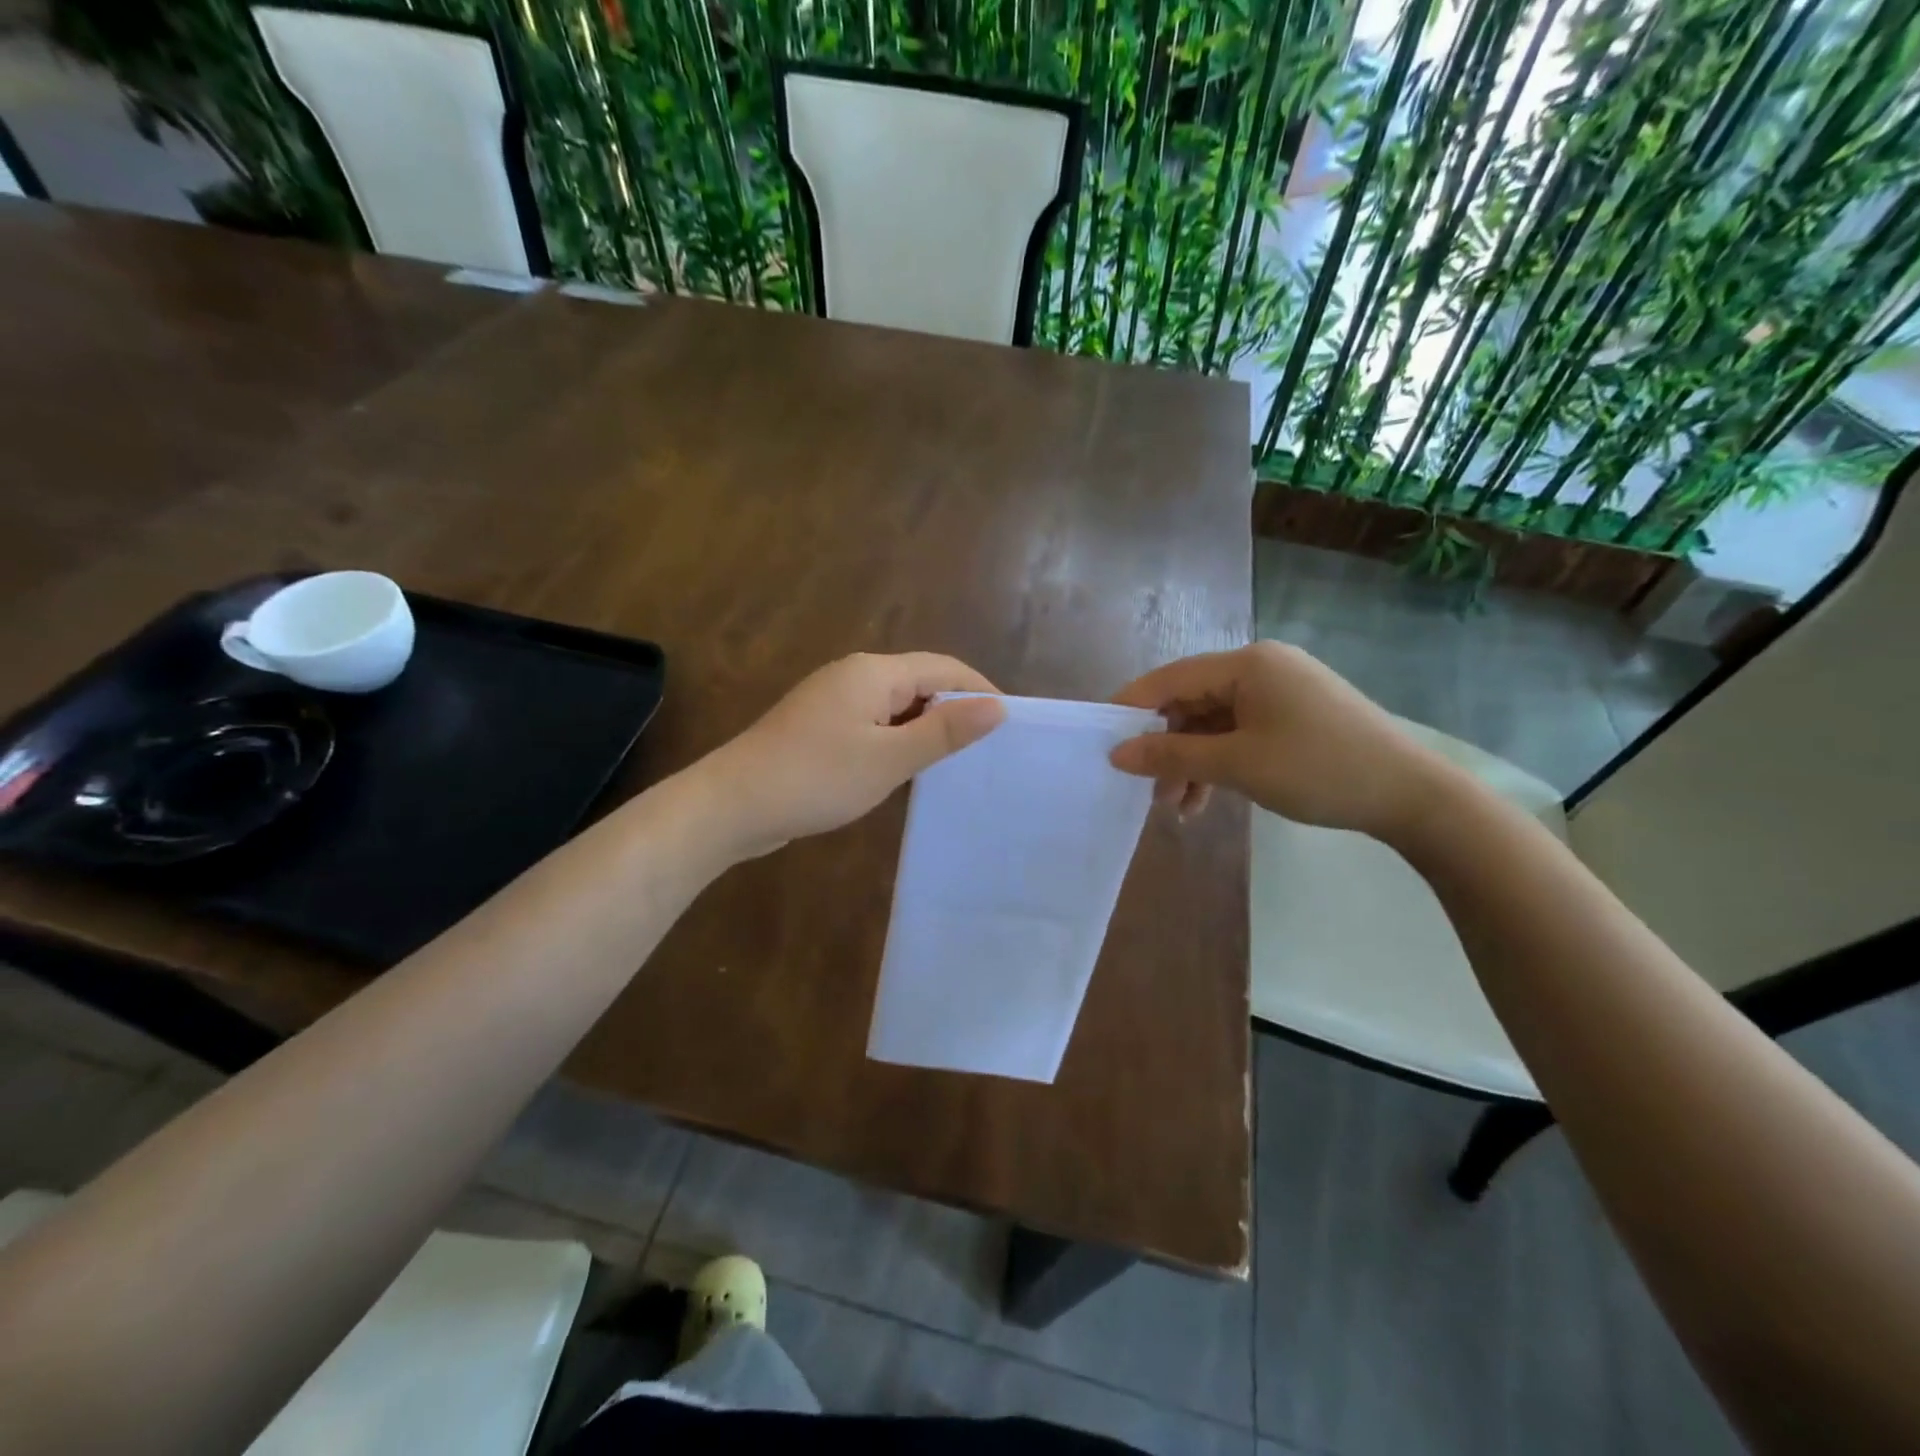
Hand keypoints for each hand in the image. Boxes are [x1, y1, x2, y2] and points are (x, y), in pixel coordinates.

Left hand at [698, 652, 1005, 858]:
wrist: (732, 805)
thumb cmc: (816, 778)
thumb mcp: (890, 758)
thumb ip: (945, 730)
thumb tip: (997, 706)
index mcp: (874, 672)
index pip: (944, 667)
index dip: (980, 690)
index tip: (1010, 724)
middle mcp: (854, 675)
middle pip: (920, 681)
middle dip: (954, 709)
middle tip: (986, 749)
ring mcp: (832, 700)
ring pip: (895, 705)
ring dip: (925, 727)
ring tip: (955, 761)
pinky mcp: (819, 726)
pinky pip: (872, 722)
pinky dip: (896, 739)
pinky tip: (906, 768)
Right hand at [1109, 641, 1450, 839]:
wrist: (1411, 796)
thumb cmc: (1317, 770)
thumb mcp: (1237, 765)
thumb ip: (1172, 754)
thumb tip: (1116, 753)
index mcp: (1247, 664)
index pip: (1170, 678)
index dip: (1131, 708)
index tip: (1102, 740)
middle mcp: (1261, 668)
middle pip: (1191, 702)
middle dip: (1166, 748)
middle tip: (1147, 790)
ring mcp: (1280, 692)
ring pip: (1214, 724)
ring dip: (1191, 763)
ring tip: (1176, 809)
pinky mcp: (1293, 716)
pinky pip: (1239, 733)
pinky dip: (1219, 764)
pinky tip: (1206, 800)